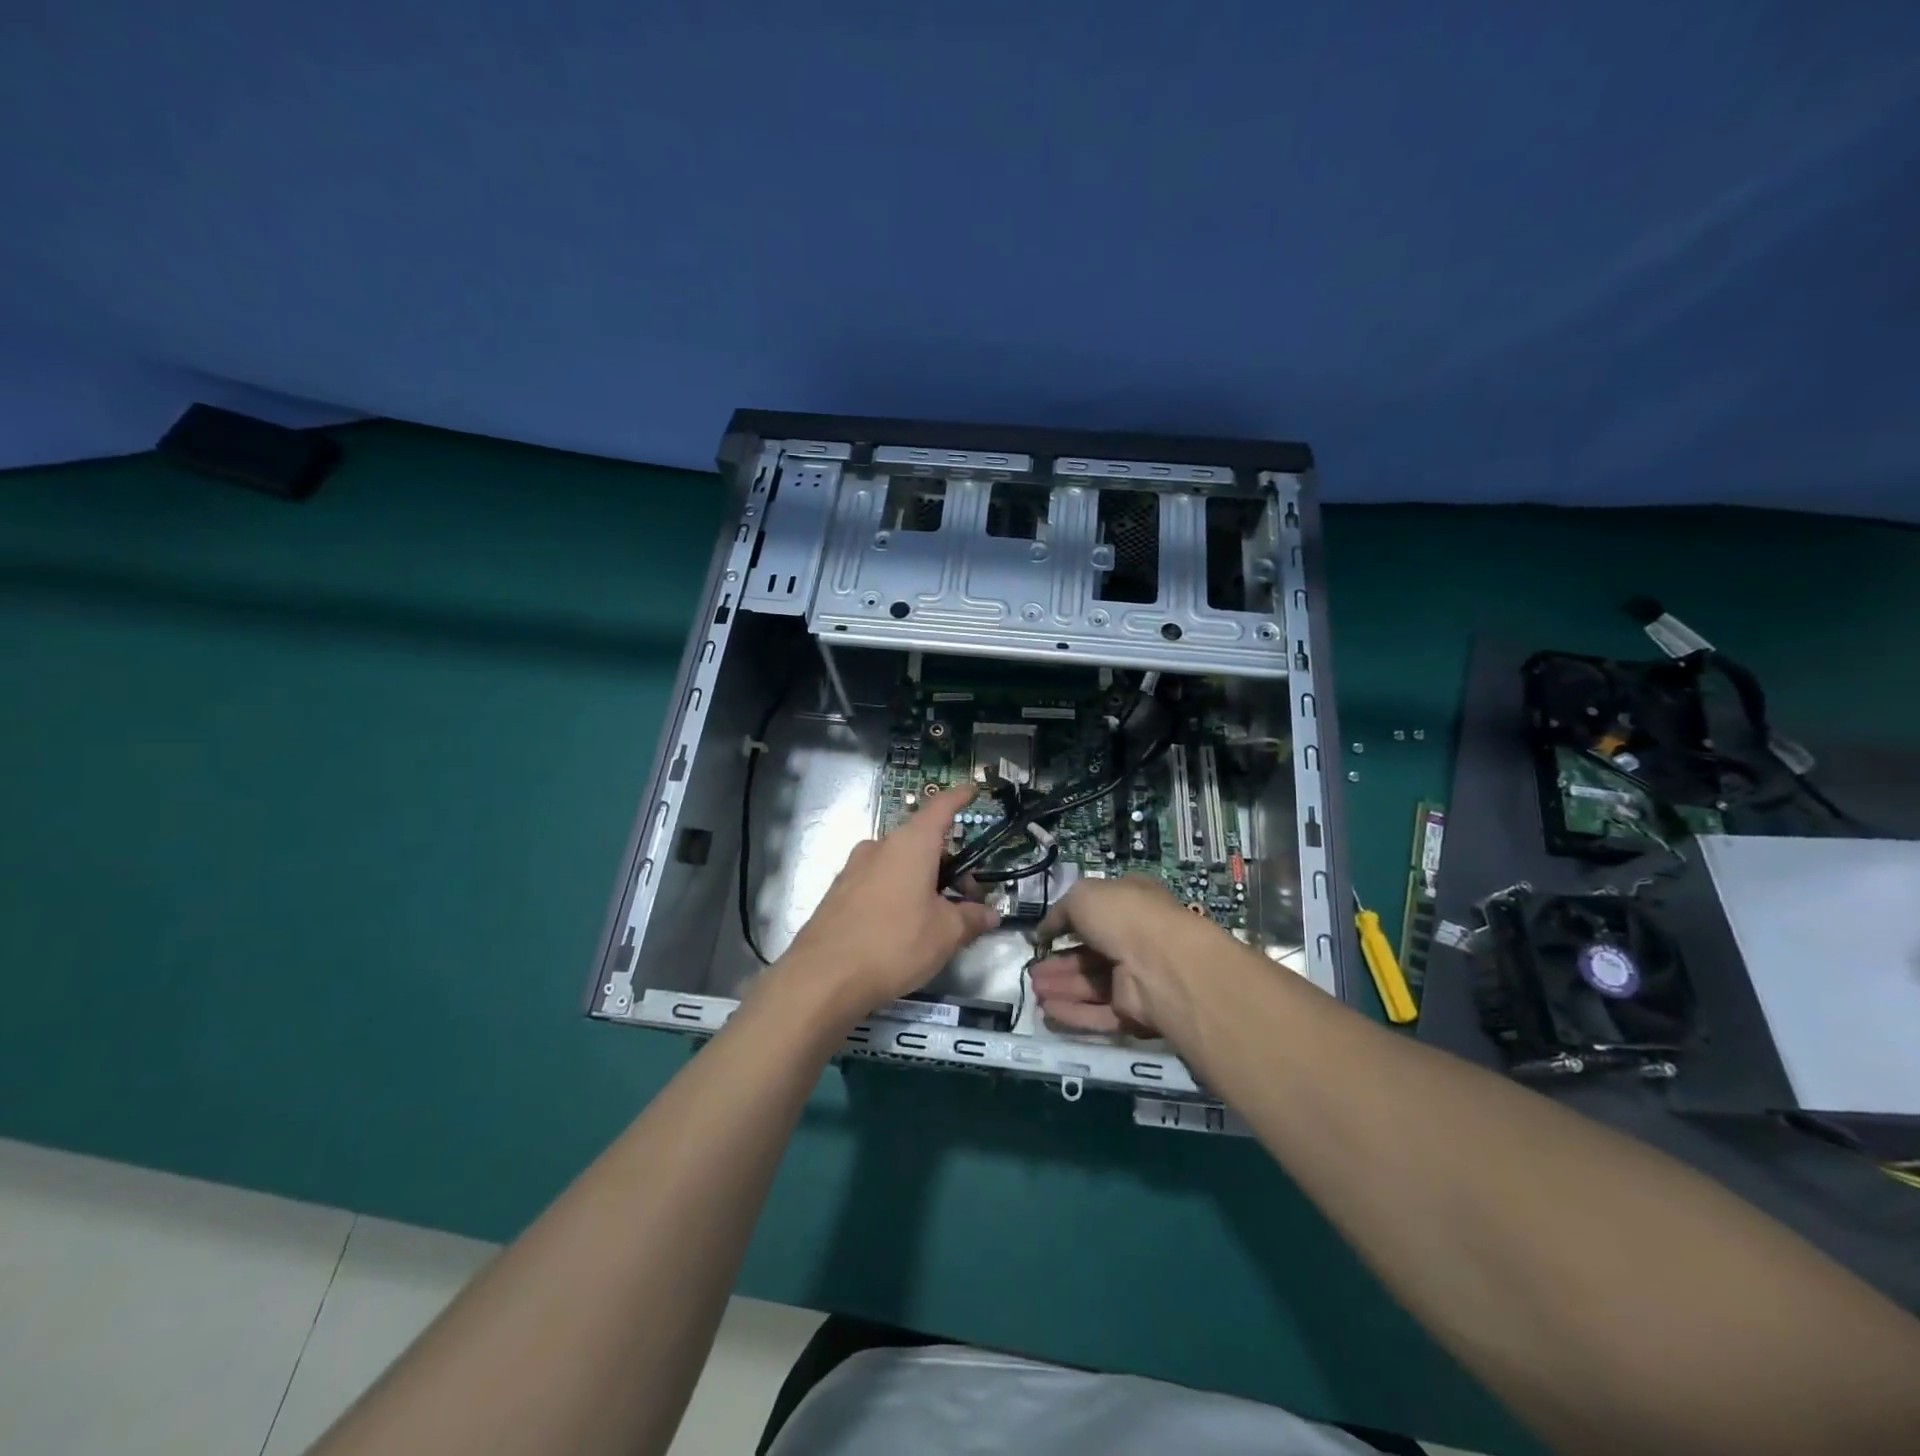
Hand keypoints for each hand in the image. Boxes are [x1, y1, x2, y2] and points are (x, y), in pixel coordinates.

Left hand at [776, 788, 1000, 1017]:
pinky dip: (898, 892)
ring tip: (937, 916)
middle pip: (921, 841)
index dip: (959, 797)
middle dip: (948, 862)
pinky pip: (878, 882)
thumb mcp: (945, 934)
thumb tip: (990, 914)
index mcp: (911, 844)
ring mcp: (854, 868)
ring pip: (899, 863)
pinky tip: (904, 926)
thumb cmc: (895, 944)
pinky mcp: (838, 892)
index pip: (940, 807)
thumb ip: (971, 919)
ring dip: (922, 879)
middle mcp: (880, 847)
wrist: (823, 978)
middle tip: (967, 896)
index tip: (972, 790)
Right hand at [1029, 876, 1217, 1042]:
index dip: (1068, 924)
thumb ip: (1059, 912)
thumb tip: (1045, 931)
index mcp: (1130, 903)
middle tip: (1032, 971)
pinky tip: (1047, 1011)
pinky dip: (1073, 1012)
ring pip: (1092, 984)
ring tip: (1033, 991)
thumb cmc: (1121, 915)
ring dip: (1062, 987)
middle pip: (1090, 954)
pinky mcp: (1135, 1011)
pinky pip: (1099, 1012)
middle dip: (1059, 963)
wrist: (1160, 961)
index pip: (1096, 913)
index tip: (1044, 936)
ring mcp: (1137, 976)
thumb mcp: (1081, 896)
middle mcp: (1135, 938)